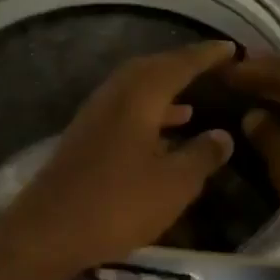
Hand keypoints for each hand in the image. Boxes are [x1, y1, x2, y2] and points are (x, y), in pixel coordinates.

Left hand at [0, 42, 238, 272]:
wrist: (49, 232)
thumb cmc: (118, 205)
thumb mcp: (174, 185)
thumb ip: (202, 156)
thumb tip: (223, 135)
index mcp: (138, 98)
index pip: (178, 65)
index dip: (206, 56)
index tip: (230, 48)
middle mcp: (113, 98)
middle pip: (150, 70)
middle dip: (180, 67)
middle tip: (209, 69)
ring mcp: (94, 119)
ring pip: (134, 92)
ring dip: (163, 92)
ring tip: (191, 103)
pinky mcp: (84, 140)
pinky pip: (123, 113)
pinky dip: (147, 116)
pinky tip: (160, 137)